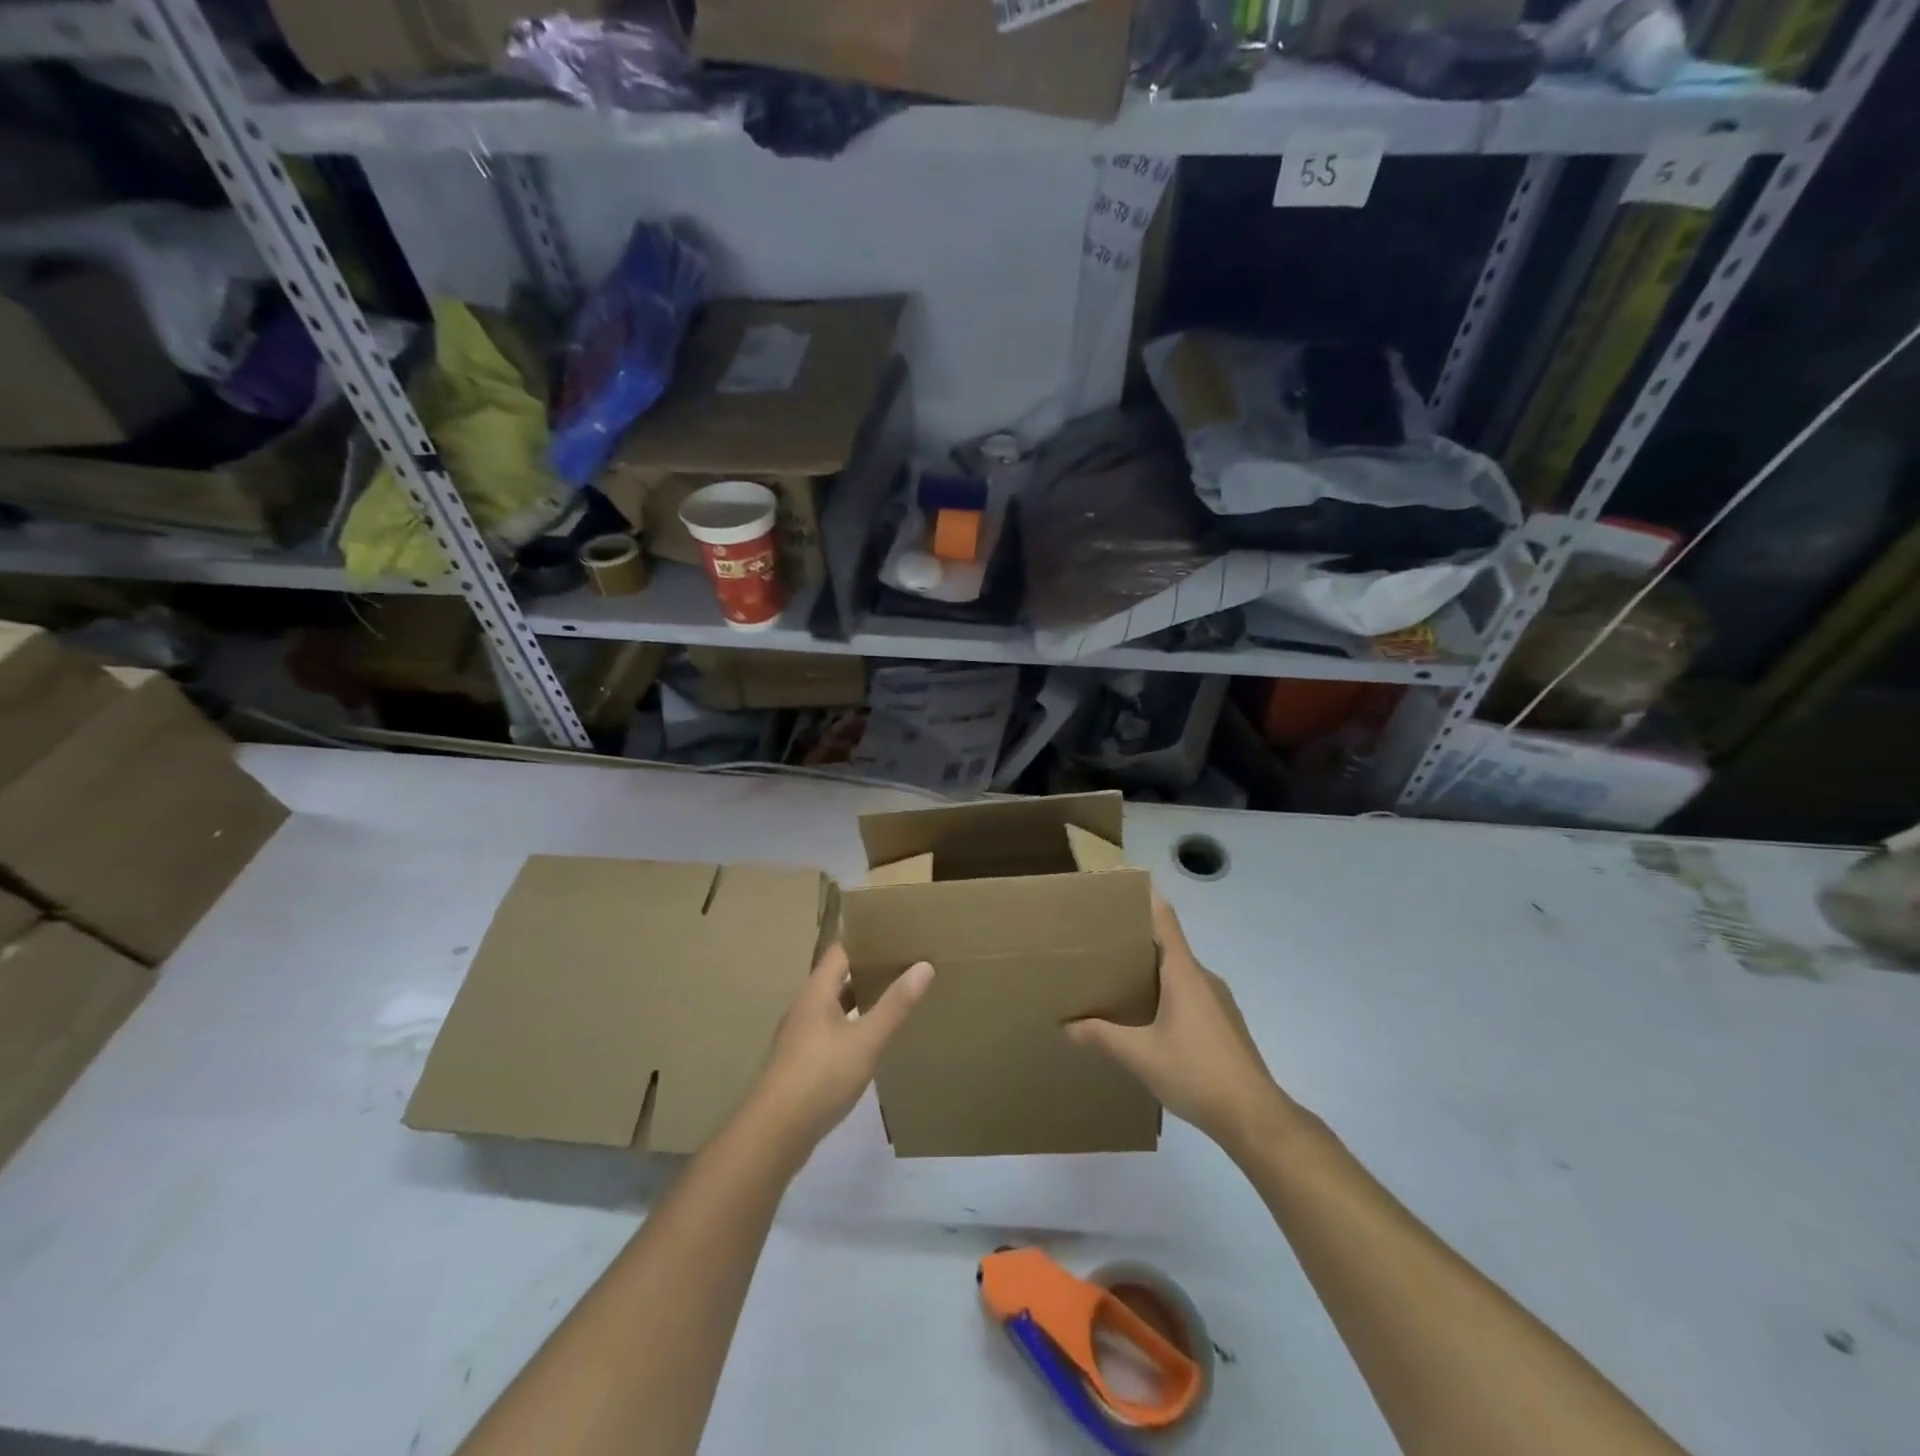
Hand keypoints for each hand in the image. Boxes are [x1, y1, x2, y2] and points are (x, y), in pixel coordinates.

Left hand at [747, 944, 933, 1152]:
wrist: (774, 1133)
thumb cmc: (821, 1076)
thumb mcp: (866, 1039)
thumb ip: (895, 1004)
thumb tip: (923, 965)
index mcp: (817, 992)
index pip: (840, 951)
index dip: (865, 940)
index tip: (895, 934)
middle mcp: (805, 1008)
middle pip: (836, 978)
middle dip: (867, 970)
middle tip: (904, 965)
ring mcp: (800, 1037)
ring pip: (834, 1007)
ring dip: (860, 1000)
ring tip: (894, 998)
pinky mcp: (801, 1064)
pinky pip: (830, 1032)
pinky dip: (852, 1027)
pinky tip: (871, 1041)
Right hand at [1066, 893, 1290, 1156]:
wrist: (1254, 1117)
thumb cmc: (1196, 1073)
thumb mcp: (1140, 1056)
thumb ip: (1102, 1037)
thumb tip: (1068, 1027)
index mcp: (1184, 973)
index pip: (1164, 920)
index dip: (1144, 898)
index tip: (1119, 887)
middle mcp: (1203, 978)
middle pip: (1169, 944)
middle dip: (1136, 940)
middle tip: (1101, 942)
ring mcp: (1219, 1001)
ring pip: (1180, 972)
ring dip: (1151, 970)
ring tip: (1118, 980)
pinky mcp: (1225, 1023)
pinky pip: (1190, 994)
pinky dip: (1167, 993)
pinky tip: (1149, 1019)